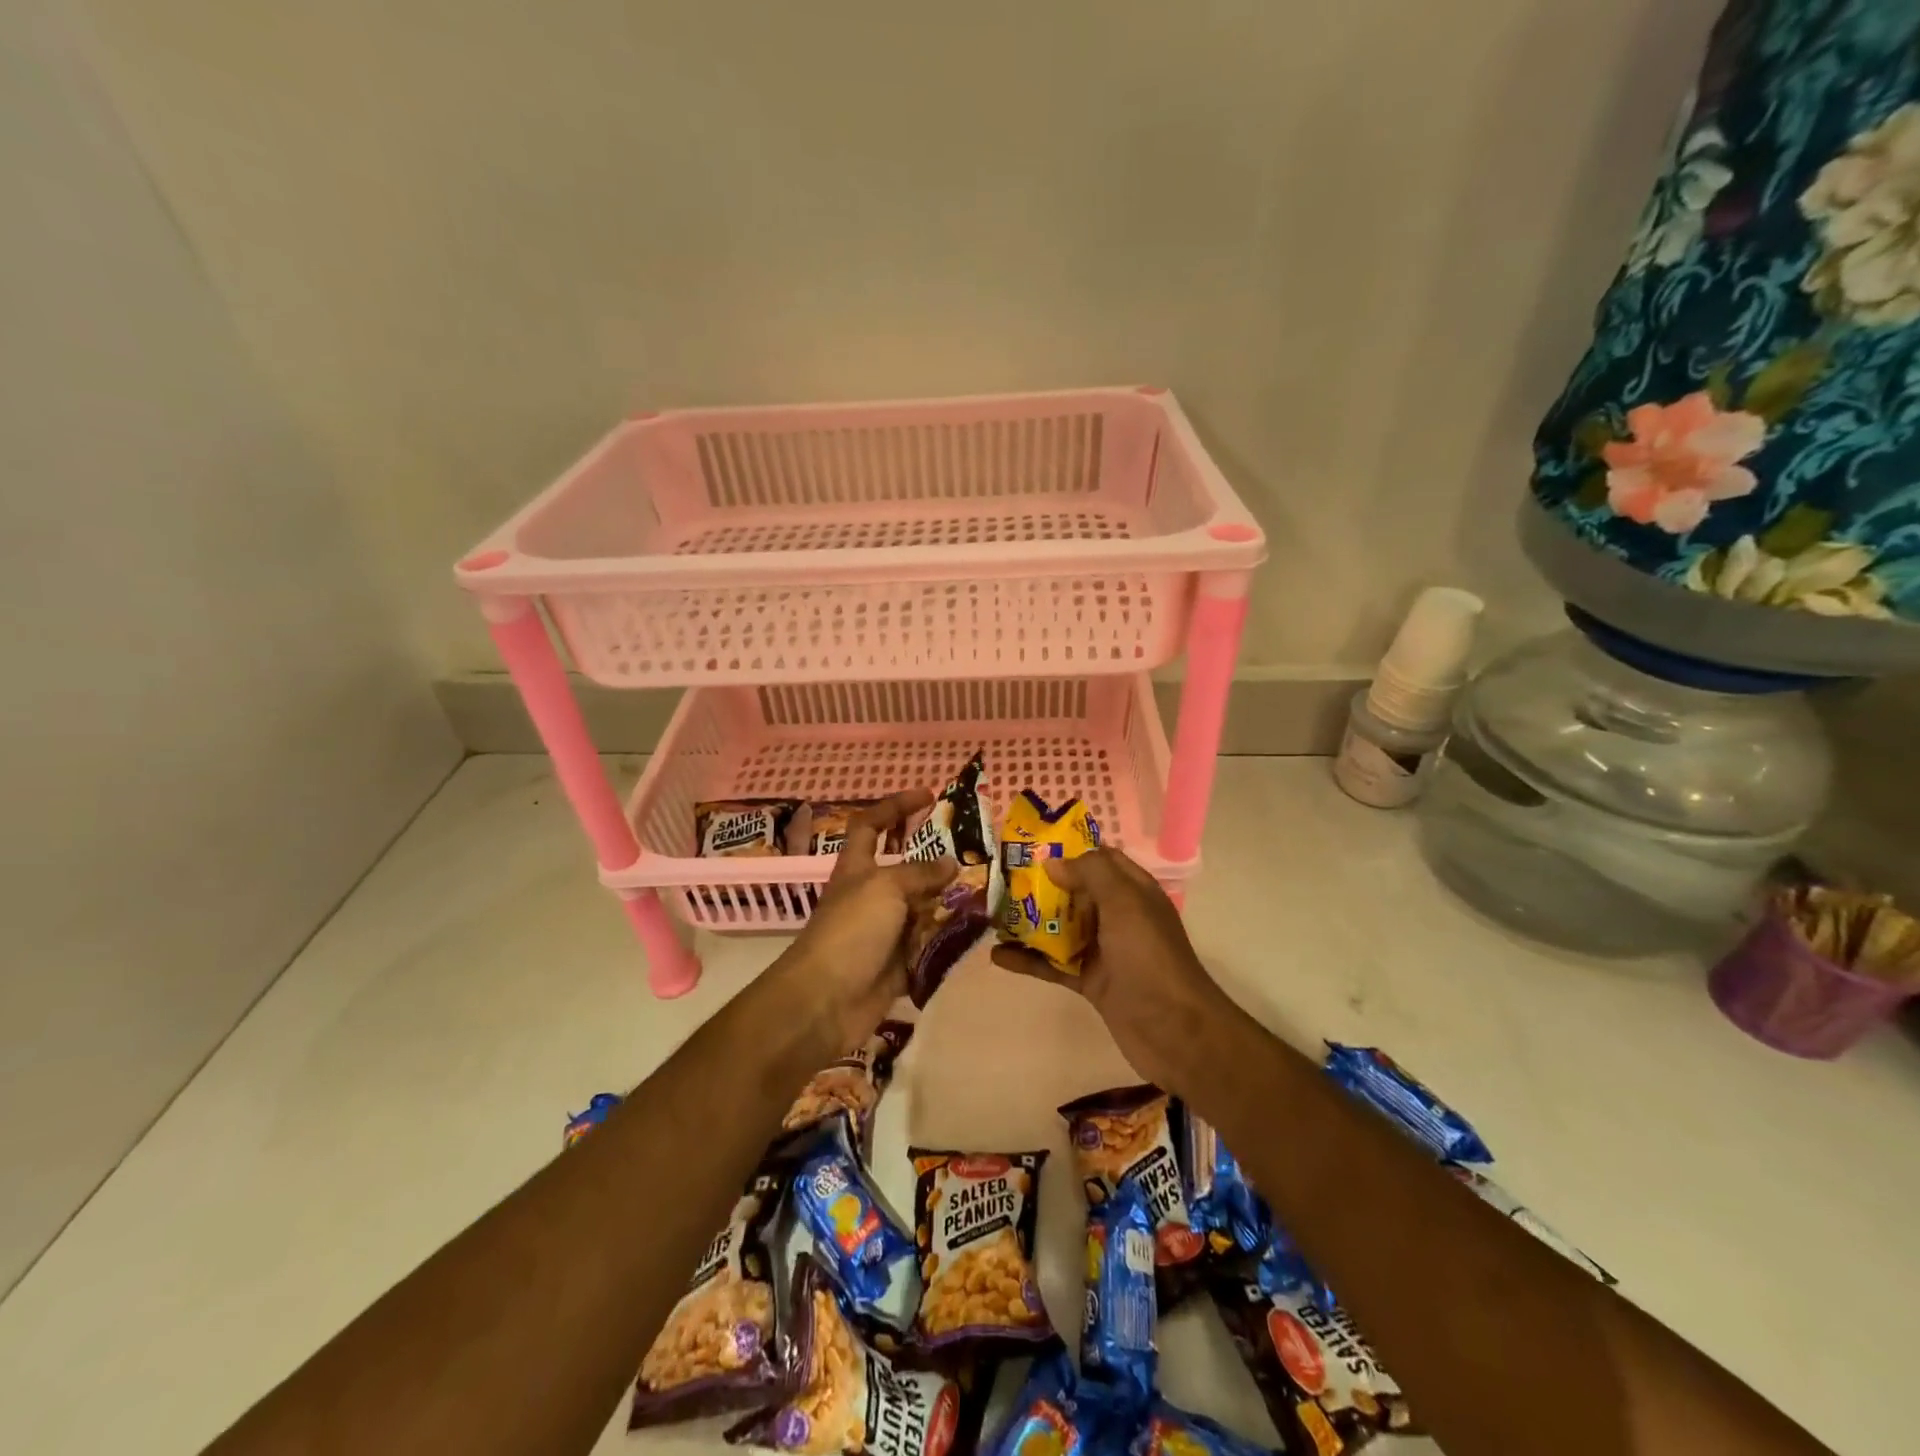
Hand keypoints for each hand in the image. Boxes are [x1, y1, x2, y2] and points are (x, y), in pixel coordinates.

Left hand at [779, 789, 956, 1053]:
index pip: (871, 825)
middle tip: (975, 851)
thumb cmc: (850, 931)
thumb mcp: (885, 888)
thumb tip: (951, 863)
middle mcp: (871, 896)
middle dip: (937, 859)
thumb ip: (920, 873)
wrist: (825, 1002)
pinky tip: (978, 932)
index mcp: (857, 869)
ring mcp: (885, 932)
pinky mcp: (898, 965)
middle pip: (906, 869)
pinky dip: (950, 940)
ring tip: (988, 891)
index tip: (928, 796)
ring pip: (923, 908)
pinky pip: (930, 946)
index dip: (895, 807)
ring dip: (951, 901)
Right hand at [990, 848, 1232, 1092]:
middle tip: (1000, 878)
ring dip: (1029, 922)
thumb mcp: (1124, 902)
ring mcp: (1103, 950)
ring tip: (992, 914)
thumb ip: (1090, 873)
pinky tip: (997, 956)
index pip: (1100, 859)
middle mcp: (1118, 916)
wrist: (1174, 1030)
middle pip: (1074, 892)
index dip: (1068, 849)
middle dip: (1040, 885)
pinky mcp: (1090, 981)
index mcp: (1133, 891)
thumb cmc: (1149, 956)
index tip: (1030, 845)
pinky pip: (1054, 965)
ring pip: (1060, 928)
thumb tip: (1052, 862)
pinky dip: (1028, 959)